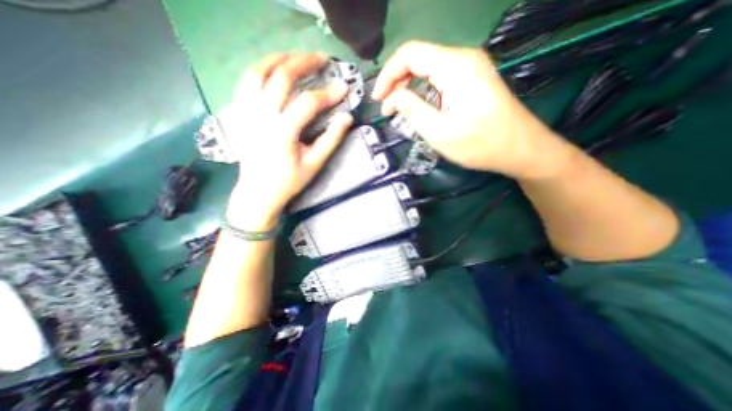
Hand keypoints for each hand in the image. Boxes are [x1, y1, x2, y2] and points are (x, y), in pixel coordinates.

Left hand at [228, 53, 355, 229]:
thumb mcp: (314, 164)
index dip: (328, 93)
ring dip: (279, 59)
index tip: (343, 87)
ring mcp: (246, 111)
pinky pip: (246, 81)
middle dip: (304, 63)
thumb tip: (347, 118)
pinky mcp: (240, 113)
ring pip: (259, 71)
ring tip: (297, 56)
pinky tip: (272, 68)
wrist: (258, 191)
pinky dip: (260, 69)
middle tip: (321, 58)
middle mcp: (261, 115)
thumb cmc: (288, 181)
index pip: (308, 102)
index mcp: (283, 131)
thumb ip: (331, 139)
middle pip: (281, 76)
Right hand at [372, 40, 570, 179]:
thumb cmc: (480, 144)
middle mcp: (463, 59)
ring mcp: (470, 68)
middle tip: (386, 107)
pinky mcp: (472, 80)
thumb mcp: (439, 131)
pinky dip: (422, 91)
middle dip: (396, 81)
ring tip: (397, 109)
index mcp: (455, 66)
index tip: (378, 99)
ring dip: (408, 87)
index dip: (388, 75)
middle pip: (418, 59)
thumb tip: (392, 97)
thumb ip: (412, 110)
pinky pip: (439, 78)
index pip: (410, 54)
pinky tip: (416, 106)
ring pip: (427, 68)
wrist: (521, 149)